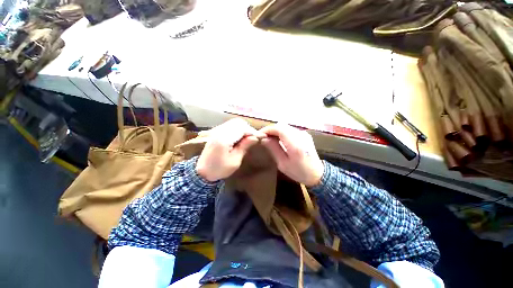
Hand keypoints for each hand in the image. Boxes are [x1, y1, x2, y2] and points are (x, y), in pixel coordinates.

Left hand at [196, 118, 265, 181]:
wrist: (202, 171)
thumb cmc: (219, 169)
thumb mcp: (235, 161)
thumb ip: (244, 147)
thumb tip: (255, 137)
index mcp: (224, 139)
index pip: (241, 129)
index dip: (252, 131)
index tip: (260, 137)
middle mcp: (219, 131)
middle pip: (238, 123)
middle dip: (248, 129)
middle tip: (253, 138)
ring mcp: (216, 130)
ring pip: (234, 122)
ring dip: (243, 128)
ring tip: (247, 138)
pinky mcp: (216, 132)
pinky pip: (229, 125)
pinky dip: (237, 128)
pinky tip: (239, 137)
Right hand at [260, 123, 323, 186]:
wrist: (317, 173)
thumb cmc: (298, 172)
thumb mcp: (283, 164)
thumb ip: (273, 149)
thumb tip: (264, 138)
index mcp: (295, 145)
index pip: (279, 129)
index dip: (268, 130)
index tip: (259, 134)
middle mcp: (300, 135)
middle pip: (282, 126)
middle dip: (271, 129)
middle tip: (263, 137)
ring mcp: (304, 133)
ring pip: (286, 126)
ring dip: (276, 130)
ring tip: (269, 138)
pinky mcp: (305, 134)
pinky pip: (290, 129)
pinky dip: (282, 132)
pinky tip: (279, 139)